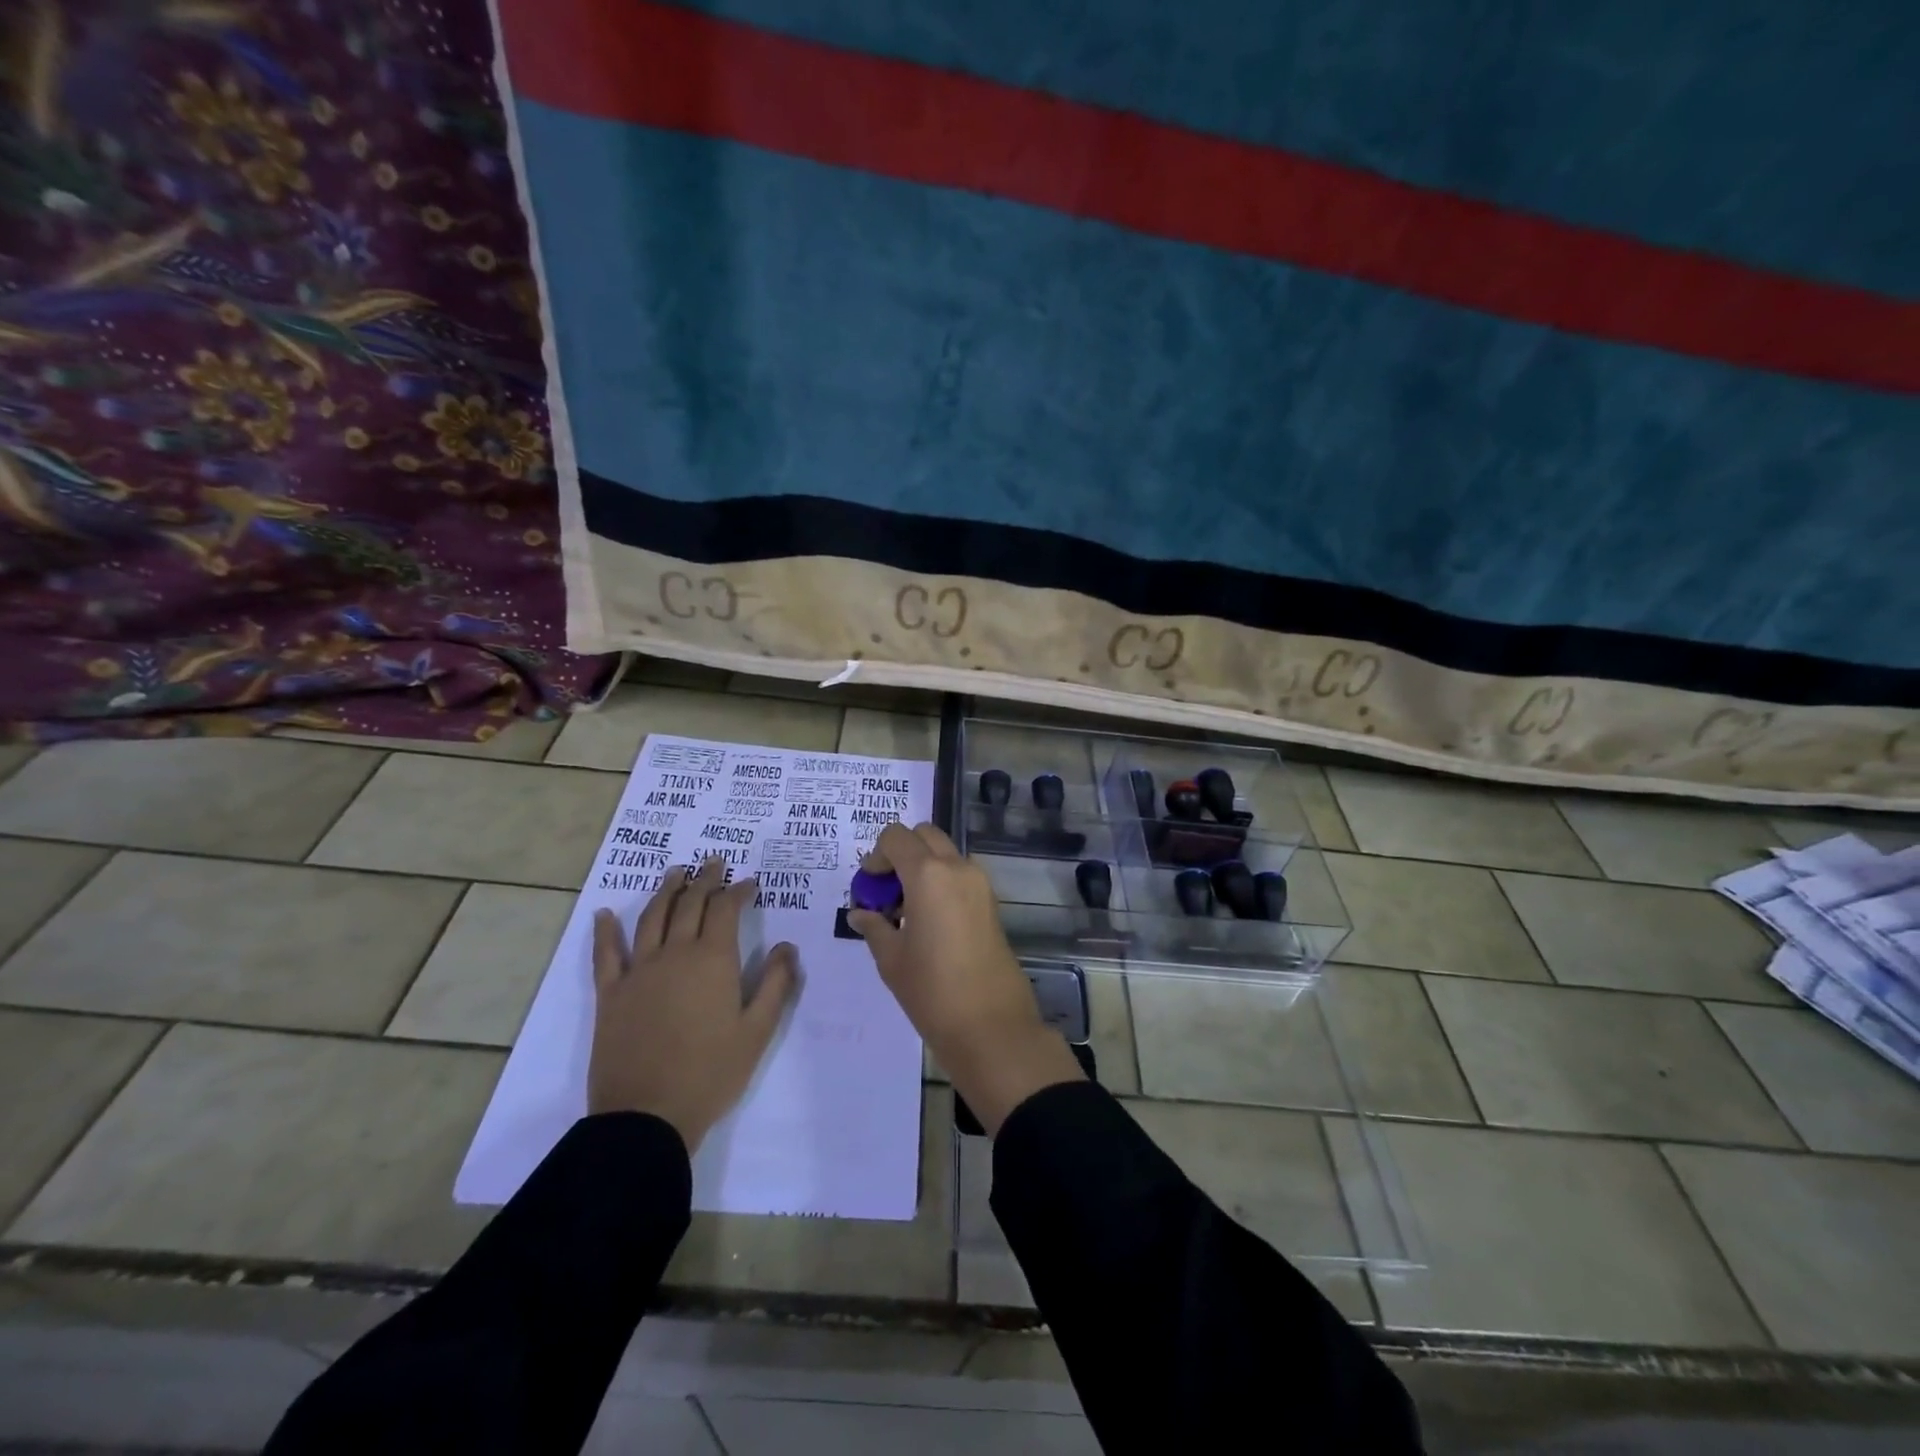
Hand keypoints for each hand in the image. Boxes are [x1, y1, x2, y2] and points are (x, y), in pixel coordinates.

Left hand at [588, 857, 799, 1151]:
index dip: (738, 891)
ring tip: (676, 872)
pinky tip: (605, 914)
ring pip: (652, 917)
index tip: (749, 882)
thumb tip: (786, 946)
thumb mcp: (758, 1031)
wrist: (647, 1116)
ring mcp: (639, 971)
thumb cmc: (711, 1073)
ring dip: (666, 890)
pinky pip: (606, 954)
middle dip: (705, 879)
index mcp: (713, 960)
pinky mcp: (610, 993)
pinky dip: (605, 931)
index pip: (726, 910)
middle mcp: (675, 954)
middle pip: (689, 904)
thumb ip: (777, 983)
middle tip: (714, 862)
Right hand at [849, 822, 1082, 1134]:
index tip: (870, 887)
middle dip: (902, 853)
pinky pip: (960, 874)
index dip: (876, 855)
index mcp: (928, 874)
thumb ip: (874, 926)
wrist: (990, 1024)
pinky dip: (941, 882)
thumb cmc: (932, 990)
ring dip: (923, 867)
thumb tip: (860, 912)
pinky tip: (929, 922)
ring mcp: (980, 883)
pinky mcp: (991, 901)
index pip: (896, 836)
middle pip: (924, 835)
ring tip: (907, 912)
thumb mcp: (891, 959)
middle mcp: (957, 867)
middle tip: (887, 891)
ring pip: (945, 853)